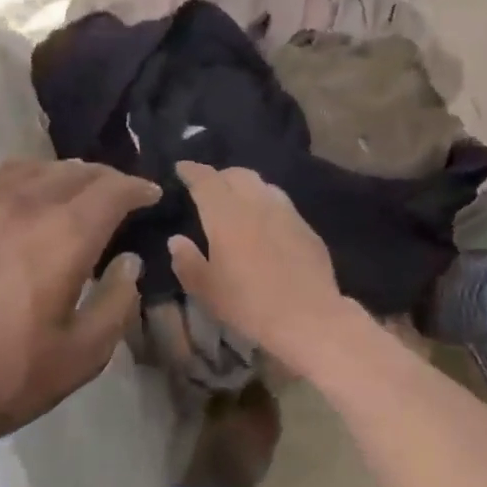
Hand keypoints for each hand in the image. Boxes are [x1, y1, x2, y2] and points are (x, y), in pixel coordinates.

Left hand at [0, 159, 159, 451]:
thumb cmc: (9, 375)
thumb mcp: (84, 354)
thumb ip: (118, 302)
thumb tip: (128, 262)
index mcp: (65, 236)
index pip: (113, 190)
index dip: (138, 189)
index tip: (151, 196)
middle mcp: (26, 205)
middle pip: (77, 172)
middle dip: (106, 179)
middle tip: (120, 197)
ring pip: (36, 168)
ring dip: (67, 175)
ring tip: (77, 193)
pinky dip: (26, 178)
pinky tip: (27, 197)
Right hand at [168, 162, 350, 363]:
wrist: (309, 318)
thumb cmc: (249, 305)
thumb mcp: (206, 290)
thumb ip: (187, 261)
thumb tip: (177, 240)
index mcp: (226, 215)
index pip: (205, 180)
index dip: (191, 171)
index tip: (181, 168)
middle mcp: (257, 204)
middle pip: (237, 174)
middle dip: (219, 176)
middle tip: (209, 187)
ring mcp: (286, 213)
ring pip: (263, 185)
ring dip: (246, 187)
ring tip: (238, 202)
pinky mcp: (307, 228)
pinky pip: (282, 205)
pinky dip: (266, 205)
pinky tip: (266, 225)